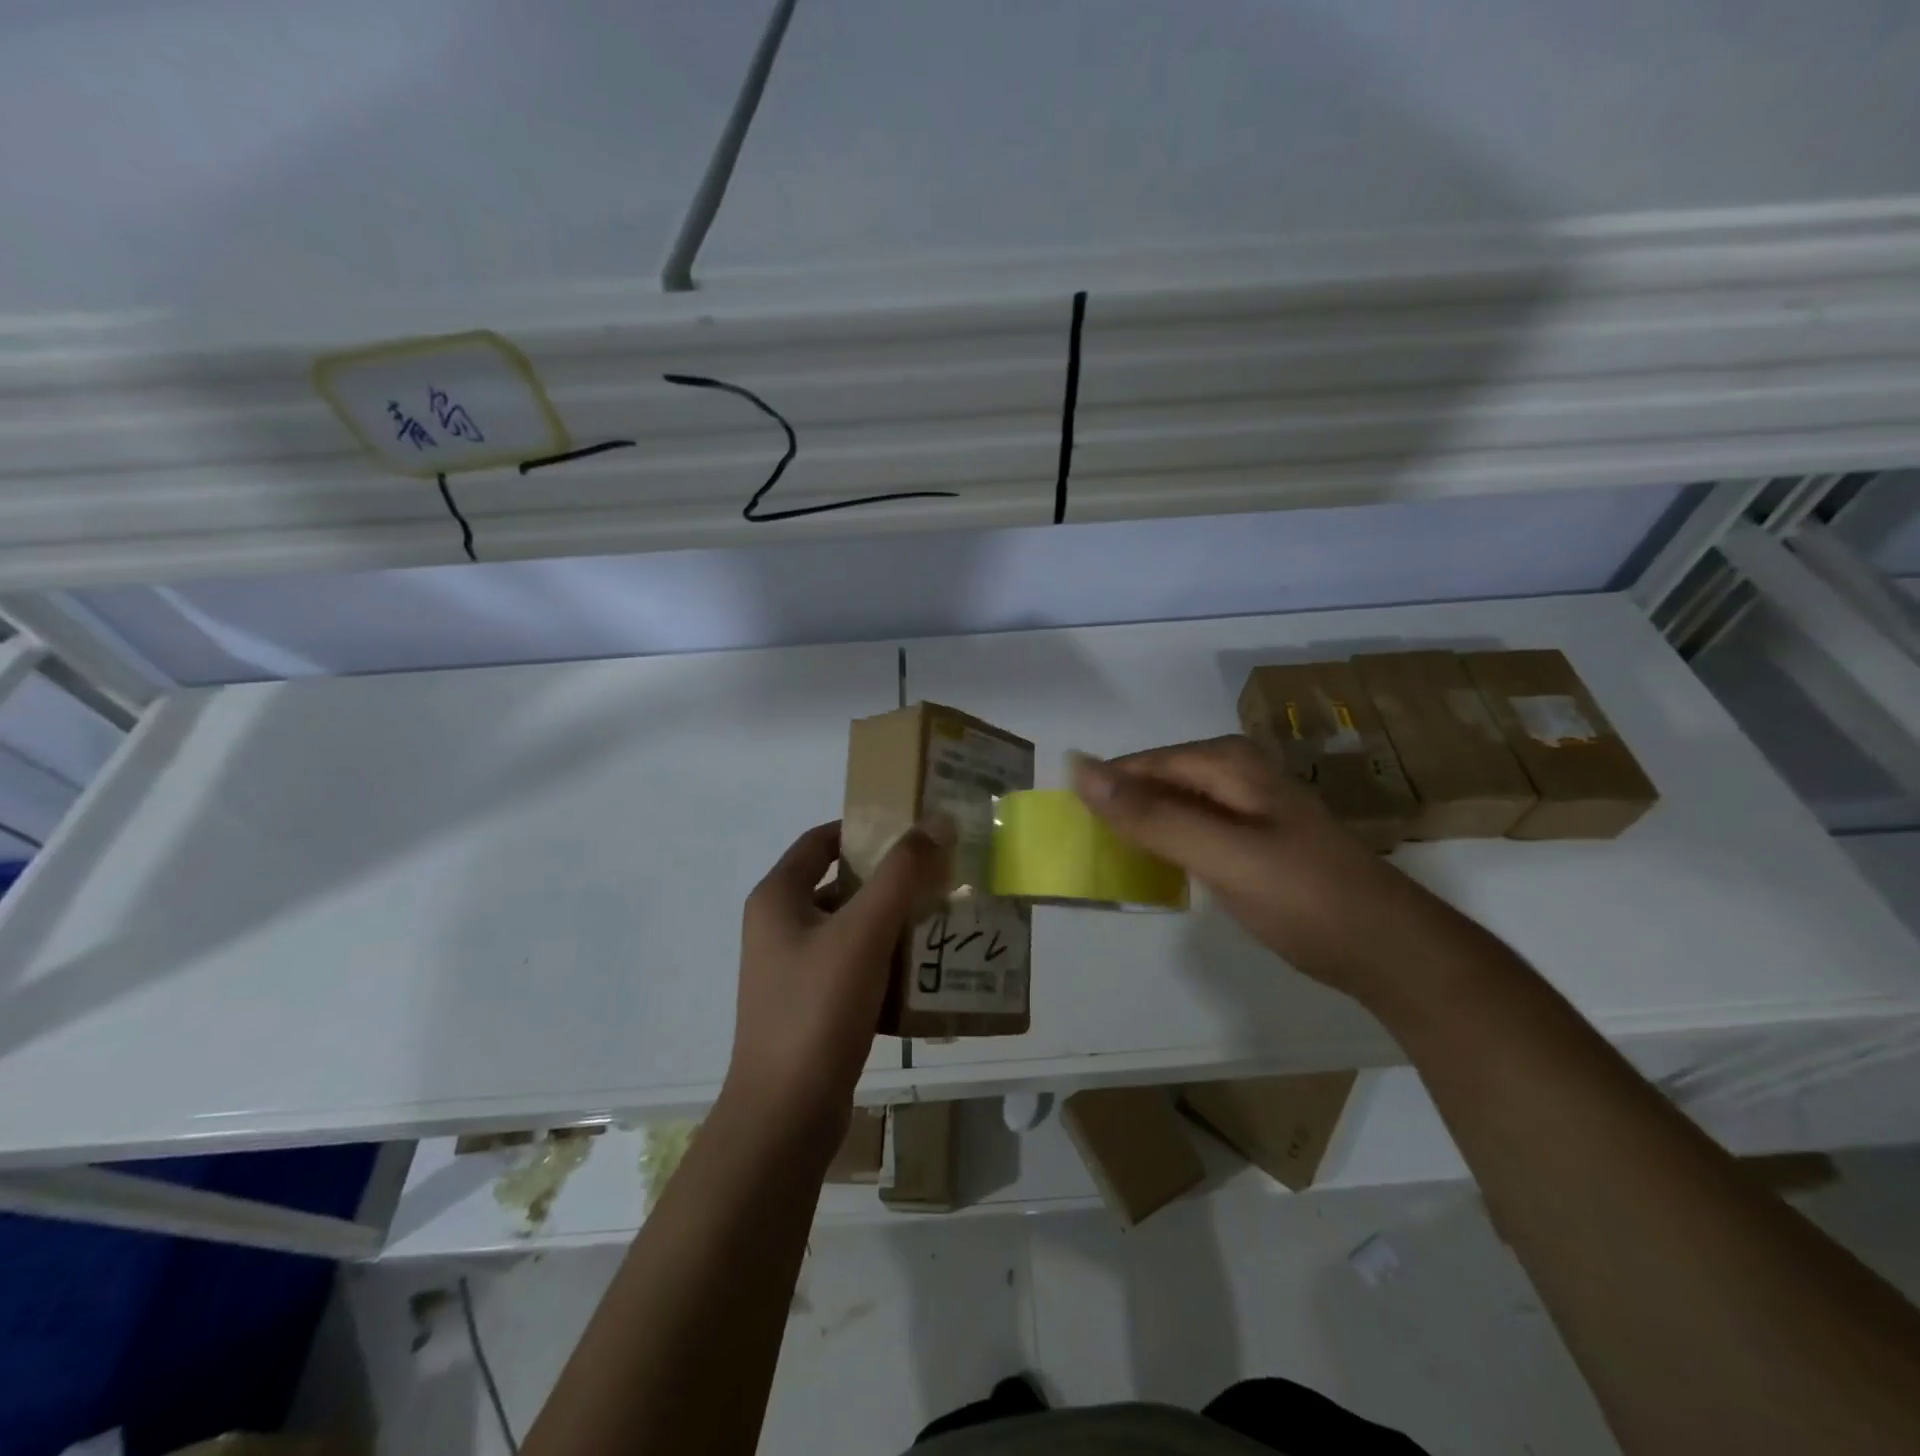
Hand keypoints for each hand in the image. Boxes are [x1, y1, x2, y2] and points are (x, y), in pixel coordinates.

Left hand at [725, 820, 949, 1140]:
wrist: (786, 1113)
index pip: (820, 841)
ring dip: (892, 924)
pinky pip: (853, 969)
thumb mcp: (864, 931)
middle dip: (889, 881)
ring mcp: (791, 970)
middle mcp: (778, 927)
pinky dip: (886, 964)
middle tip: (938, 878)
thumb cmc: (818, 1008)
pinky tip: (925, 974)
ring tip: (941, 922)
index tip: (912, 831)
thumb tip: (937, 822)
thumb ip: (902, 873)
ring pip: (851, 930)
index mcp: (777, 898)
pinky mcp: (809, 1006)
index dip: (863, 829)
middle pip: (840, 885)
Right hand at [1072, 736, 1421, 999]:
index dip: (1101, 790)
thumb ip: (1152, 815)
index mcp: (1227, 763)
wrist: (1387, 950)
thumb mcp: (1222, 854)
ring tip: (1105, 862)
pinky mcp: (1251, 838)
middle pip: (1155, 782)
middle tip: (1082, 851)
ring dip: (1139, 830)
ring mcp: (1246, 806)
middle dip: (1118, 810)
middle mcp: (1235, 773)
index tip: (1063, 825)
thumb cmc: (1304, 897)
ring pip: (1171, 807)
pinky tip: (1152, 871)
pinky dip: (1165, 847)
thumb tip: (1080, 770)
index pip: (1141, 765)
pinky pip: (1190, 830)